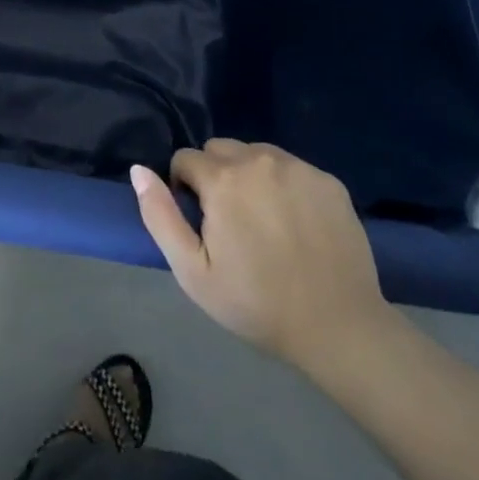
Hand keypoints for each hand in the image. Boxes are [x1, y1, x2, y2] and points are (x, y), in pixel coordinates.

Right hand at [131, 139, 390, 371]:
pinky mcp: (328, 180)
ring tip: (263, 221)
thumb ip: (160, 215)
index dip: (185, 189)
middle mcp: (259, 159)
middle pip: (219, 150)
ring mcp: (298, 167)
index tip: (202, 225)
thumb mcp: (193, 272)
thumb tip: (139, 170)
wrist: (339, 329)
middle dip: (216, 176)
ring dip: (249, 176)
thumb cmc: (257, 304)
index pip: (185, 159)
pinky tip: (295, 224)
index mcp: (223, 179)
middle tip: (231, 223)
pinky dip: (284, 185)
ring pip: (255, 153)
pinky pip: (291, 168)